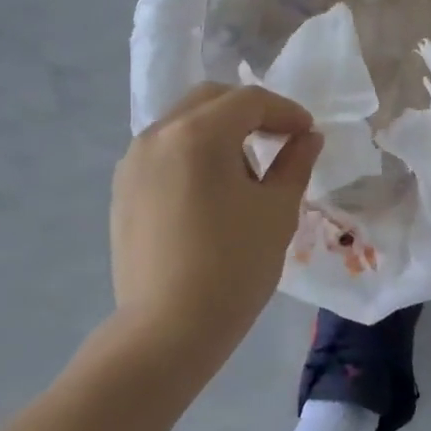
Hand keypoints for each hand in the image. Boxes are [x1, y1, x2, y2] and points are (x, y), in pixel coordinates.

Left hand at [111, 84, 322, 362]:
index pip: (249, 101)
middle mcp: (158, 135)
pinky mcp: (123, 190)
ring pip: (183, 123)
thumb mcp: (277, 211)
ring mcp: (133, 162)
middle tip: (279, 139)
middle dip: (250, 111)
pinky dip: (193, 152)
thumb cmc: (233, 266)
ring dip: (220, 131)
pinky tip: (211, 190)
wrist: (167, 330)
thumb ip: (295, 163)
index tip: (308, 133)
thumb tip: (307, 138)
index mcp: (198, 134)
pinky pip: (164, 151)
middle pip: (210, 100)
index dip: (285, 111)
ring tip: (247, 169)